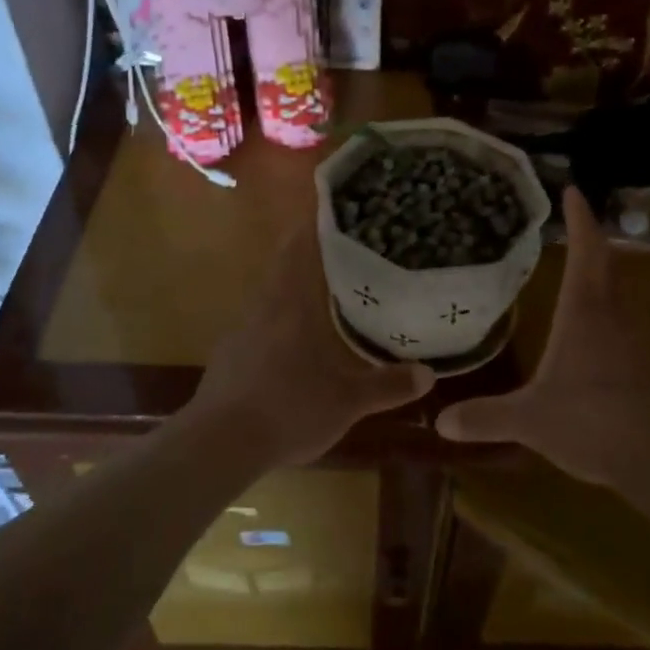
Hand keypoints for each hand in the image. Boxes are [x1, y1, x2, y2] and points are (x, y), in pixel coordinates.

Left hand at [189, 218, 433, 465]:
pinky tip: (294, 337)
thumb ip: (388, 385)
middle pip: (285, 263)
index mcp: (293, 302)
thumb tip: (428, 373)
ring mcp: (243, 328)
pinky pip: (260, 321)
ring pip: (272, 292)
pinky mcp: (230, 353)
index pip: (301, 245)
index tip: (337, 206)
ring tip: (326, 286)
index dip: (316, 222)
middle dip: (311, 250)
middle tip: (344, 245)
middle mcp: (265, 305)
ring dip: (295, 283)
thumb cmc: (289, 408)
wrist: (221, 443)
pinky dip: (280, 316)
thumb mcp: (348, 402)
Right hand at [436, 188, 649, 484]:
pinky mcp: (648, 360)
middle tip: (574, 223)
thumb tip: (439, 420)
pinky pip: (628, 317)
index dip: (580, 219)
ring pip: (622, 288)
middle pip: (607, 262)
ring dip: (604, 270)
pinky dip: (612, 304)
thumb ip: (485, 417)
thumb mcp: (530, 420)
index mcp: (585, 312)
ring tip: (581, 265)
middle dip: (592, 239)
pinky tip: (598, 323)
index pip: (585, 251)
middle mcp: (615, 313)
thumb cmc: (592, 422)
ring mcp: (637, 336)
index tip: (572, 191)